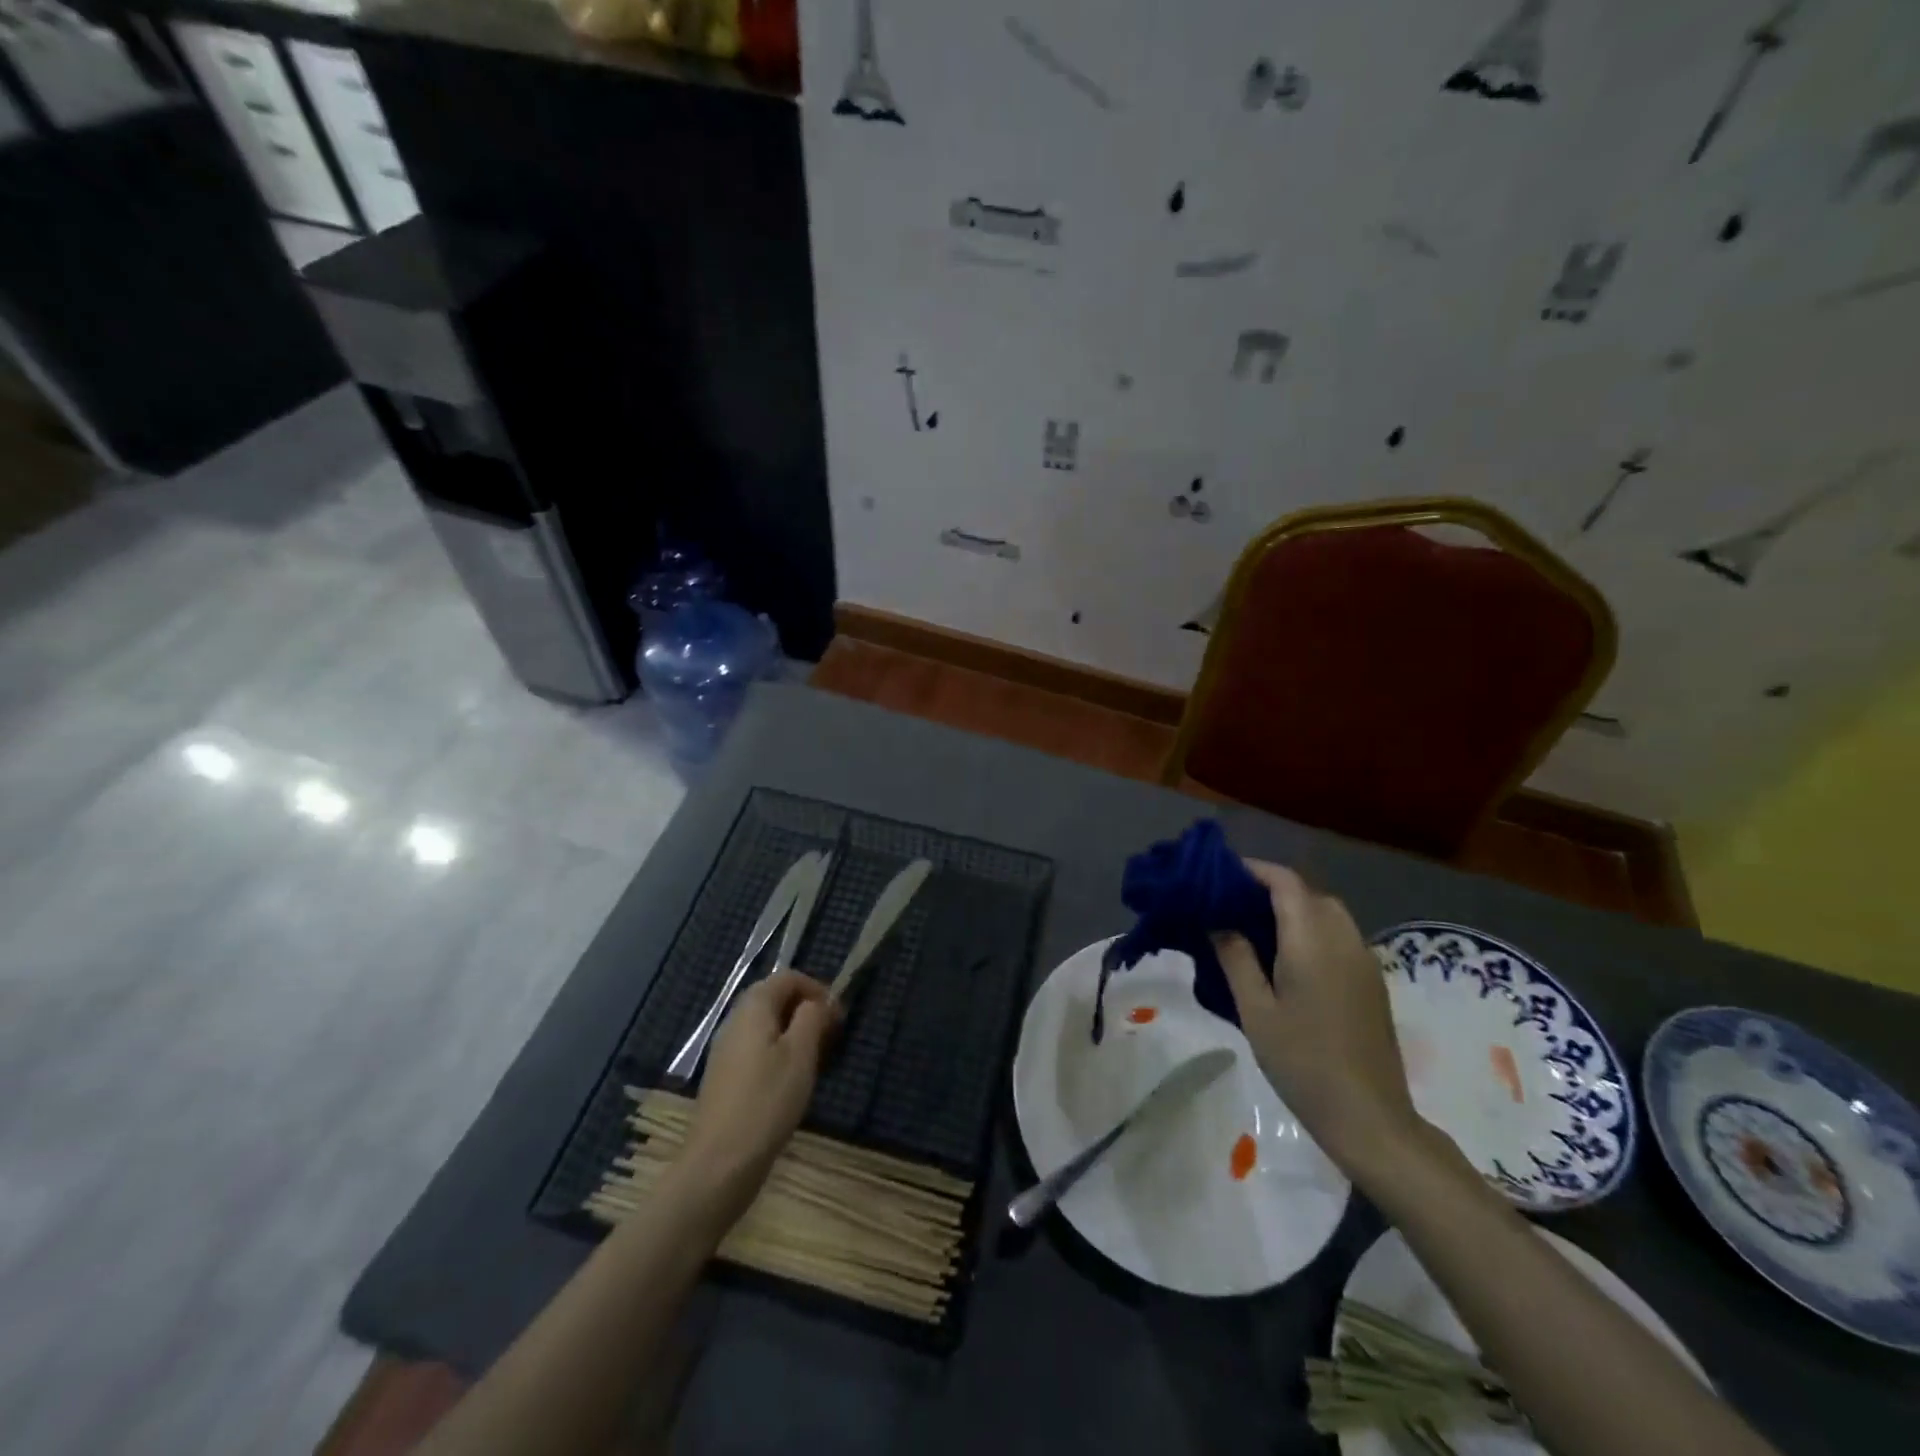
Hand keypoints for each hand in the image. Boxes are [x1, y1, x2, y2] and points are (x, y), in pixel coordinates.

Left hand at [677, 971, 838, 1216]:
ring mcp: (727, 1051)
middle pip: (776, 999)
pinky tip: (792, 1083)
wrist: (720, 1164)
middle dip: (807, 1011)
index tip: (838, 1017)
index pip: (788, 977)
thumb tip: (817, 1002)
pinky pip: (758, 1050)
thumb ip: (812, 1017)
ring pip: (767, 1026)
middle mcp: (735, 1021)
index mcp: (753, 1007)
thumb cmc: (767, 1101)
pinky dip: (780, 1054)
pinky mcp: (726, 1078)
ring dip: (795, 1034)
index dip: (817, 989)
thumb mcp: (800, 1054)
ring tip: (816, 1061)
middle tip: (831, 1038)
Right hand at [1214, 861, 1425, 1178]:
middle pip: (1308, 893)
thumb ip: (1236, 958)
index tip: (1221, 876)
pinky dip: (1312, 929)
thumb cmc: (1303, 1063)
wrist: (1370, 1118)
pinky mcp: (1372, 982)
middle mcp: (1343, 940)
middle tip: (1233, 905)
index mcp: (1312, 941)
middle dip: (1271, 889)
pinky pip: (1340, 936)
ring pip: (1328, 913)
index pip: (1285, 882)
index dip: (1254, 870)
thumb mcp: (1256, 1011)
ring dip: (1294, 909)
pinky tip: (1288, 958)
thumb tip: (1219, 922)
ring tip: (1256, 928)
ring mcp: (1364, 961)